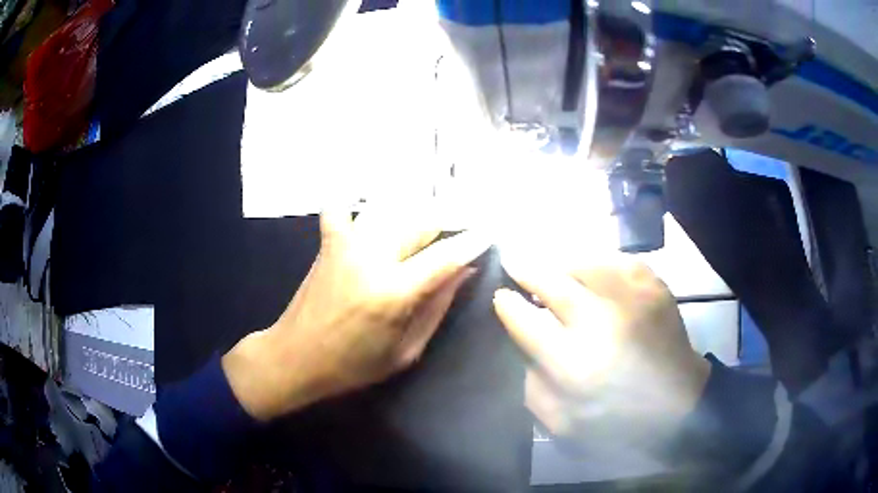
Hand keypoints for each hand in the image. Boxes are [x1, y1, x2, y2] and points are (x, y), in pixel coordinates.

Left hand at [223, 203, 489, 421]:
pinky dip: (354, 201)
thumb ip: (437, 307)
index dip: (472, 241)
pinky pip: (341, 207)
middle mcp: (371, 259)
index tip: (490, 231)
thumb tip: (464, 270)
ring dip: (414, 215)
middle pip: (420, 223)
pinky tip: (368, 209)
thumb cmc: (353, 366)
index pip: (444, 256)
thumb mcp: (406, 351)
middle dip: (446, 224)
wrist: (295, 357)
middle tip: (458, 233)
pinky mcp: (329, 242)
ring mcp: (346, 245)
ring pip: (391, 211)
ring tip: (425, 230)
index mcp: (393, 293)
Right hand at [493, 257, 710, 447]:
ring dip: (561, 265)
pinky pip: (616, 260)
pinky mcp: (654, 286)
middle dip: (526, 270)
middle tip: (513, 261)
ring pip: (583, 263)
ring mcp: (632, 297)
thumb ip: (531, 386)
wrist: (680, 404)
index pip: (526, 320)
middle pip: (552, 282)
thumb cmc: (620, 422)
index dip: (508, 304)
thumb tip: (521, 345)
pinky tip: (591, 274)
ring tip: (553, 270)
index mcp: (574, 364)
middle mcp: (601, 322)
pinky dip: (598, 264)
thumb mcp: (563, 424)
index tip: (501, 296)